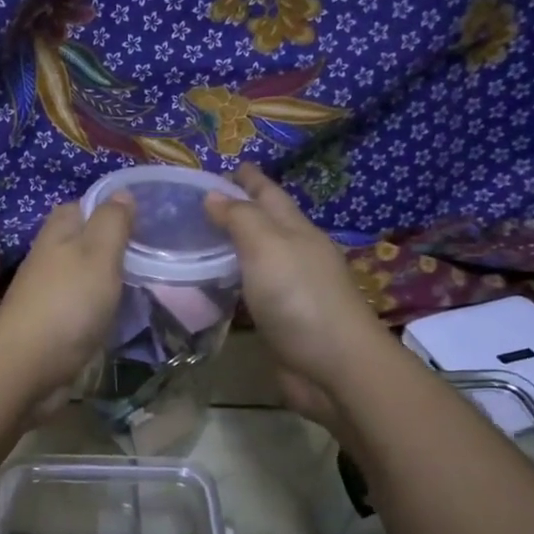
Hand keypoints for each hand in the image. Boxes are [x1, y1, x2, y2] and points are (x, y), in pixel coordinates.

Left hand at [0, 194, 135, 399]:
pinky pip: (82, 305)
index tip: (146, 218)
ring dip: (108, 277)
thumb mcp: (98, 253)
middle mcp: (50, 257)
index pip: (83, 206)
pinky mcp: (53, 324)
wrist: (28, 364)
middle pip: (84, 241)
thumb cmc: (68, 302)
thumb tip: (121, 193)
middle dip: (113, 244)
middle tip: (153, 252)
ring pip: (84, 274)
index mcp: (59, 233)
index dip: (111, 208)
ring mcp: (49, 292)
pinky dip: (100, 306)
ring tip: (146, 280)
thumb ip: (112, 222)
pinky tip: (121, 312)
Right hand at [204, 163, 387, 423]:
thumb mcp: (268, 247)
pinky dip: (232, 282)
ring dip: (234, 247)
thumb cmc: (300, 299)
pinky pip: (250, 291)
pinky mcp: (280, 321)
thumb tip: (213, 195)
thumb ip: (240, 219)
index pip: (268, 194)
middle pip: (265, 224)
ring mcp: (290, 290)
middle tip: (202, 203)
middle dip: (239, 210)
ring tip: (200, 240)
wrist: (334, 367)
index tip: (228, 166)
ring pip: (257, 259)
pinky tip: (213, 285)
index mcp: (297, 231)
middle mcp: (295, 255)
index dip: (249, 179)